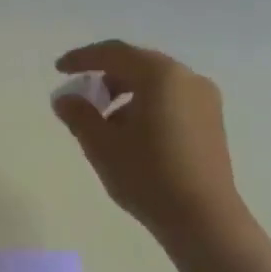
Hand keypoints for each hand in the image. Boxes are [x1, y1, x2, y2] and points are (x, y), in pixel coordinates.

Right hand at [52, 40, 245, 245]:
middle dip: (105, 77)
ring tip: (104, 123)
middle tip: (81, 96)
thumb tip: (64, 98)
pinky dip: (146, 106)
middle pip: (138, 65)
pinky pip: (171, 100)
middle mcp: (187, 78)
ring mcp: (204, 99)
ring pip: (156, 84)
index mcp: (160, 76)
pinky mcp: (211, 121)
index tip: (59, 69)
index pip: (114, 54)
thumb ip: (79, 115)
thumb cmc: (147, 176)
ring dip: (125, 94)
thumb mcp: (102, 145)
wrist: (202, 217)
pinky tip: (131, 136)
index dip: (83, 58)